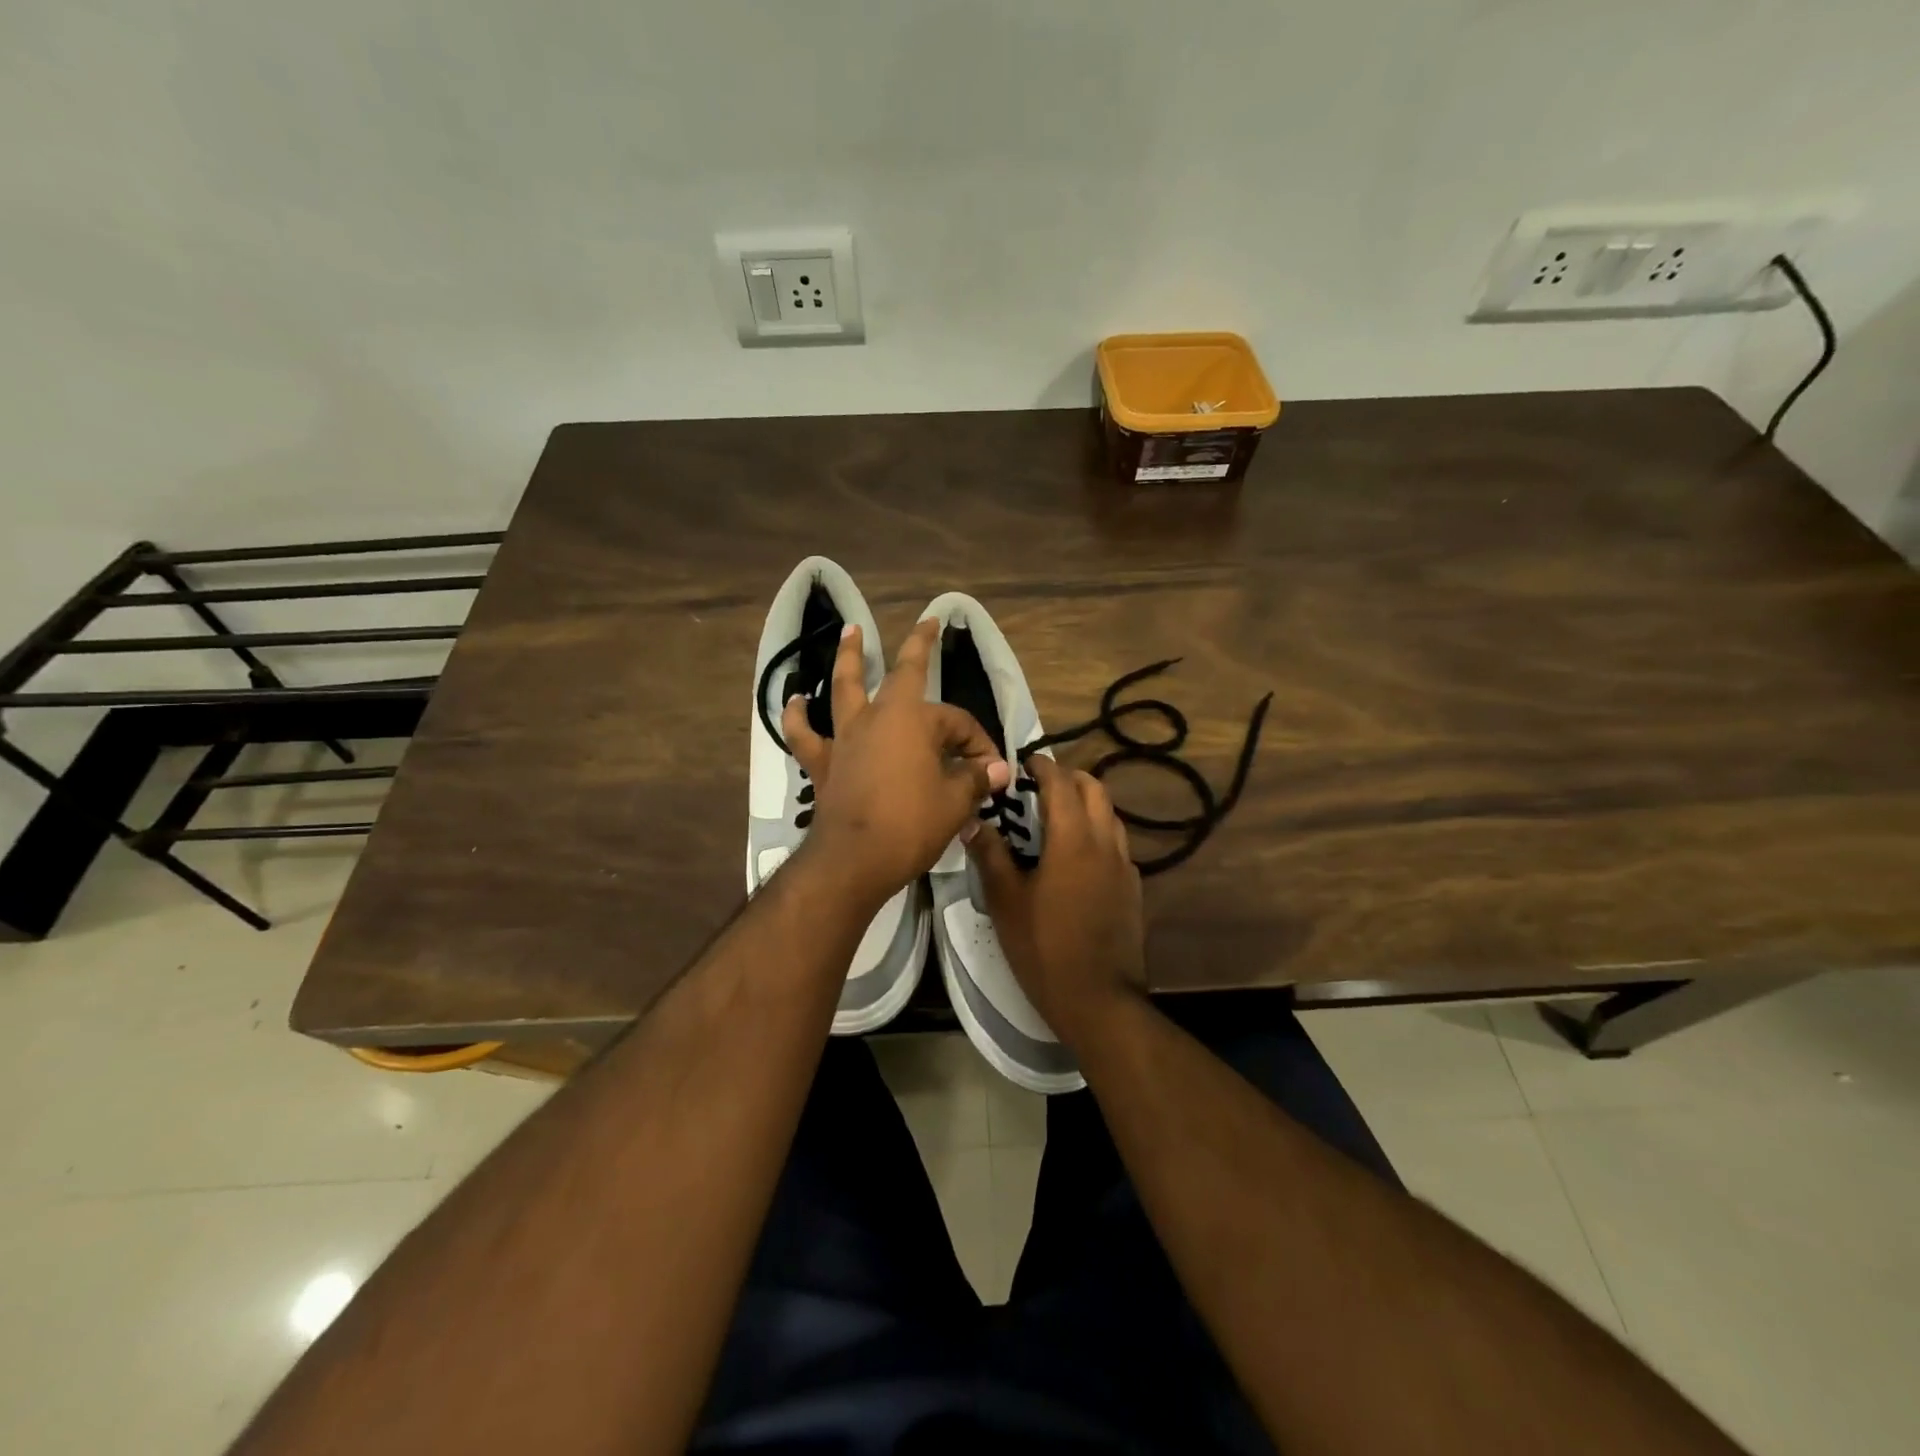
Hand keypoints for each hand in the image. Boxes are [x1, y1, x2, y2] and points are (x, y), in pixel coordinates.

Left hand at [784, 620, 1010, 908]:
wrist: (853, 861)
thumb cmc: (910, 825)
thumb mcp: (955, 803)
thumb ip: (976, 780)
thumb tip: (997, 770)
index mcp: (915, 720)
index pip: (958, 723)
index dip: (980, 744)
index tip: (992, 773)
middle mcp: (878, 717)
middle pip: (903, 673)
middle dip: (920, 646)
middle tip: (928, 624)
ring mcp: (846, 736)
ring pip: (846, 687)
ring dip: (850, 657)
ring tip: (850, 631)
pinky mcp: (823, 762)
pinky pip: (805, 733)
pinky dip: (799, 715)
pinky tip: (796, 700)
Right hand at [968, 755, 1146, 1044]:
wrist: (1099, 1000)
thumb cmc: (1044, 948)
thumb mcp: (1006, 902)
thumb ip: (991, 856)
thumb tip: (972, 822)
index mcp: (1073, 840)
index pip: (1061, 784)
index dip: (1043, 767)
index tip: (1025, 762)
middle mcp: (1105, 843)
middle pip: (1095, 790)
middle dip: (1069, 778)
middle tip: (1040, 786)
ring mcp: (1125, 867)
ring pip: (1111, 816)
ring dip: (1087, 804)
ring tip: (1058, 817)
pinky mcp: (1133, 889)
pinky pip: (1117, 845)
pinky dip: (1099, 833)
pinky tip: (1078, 857)